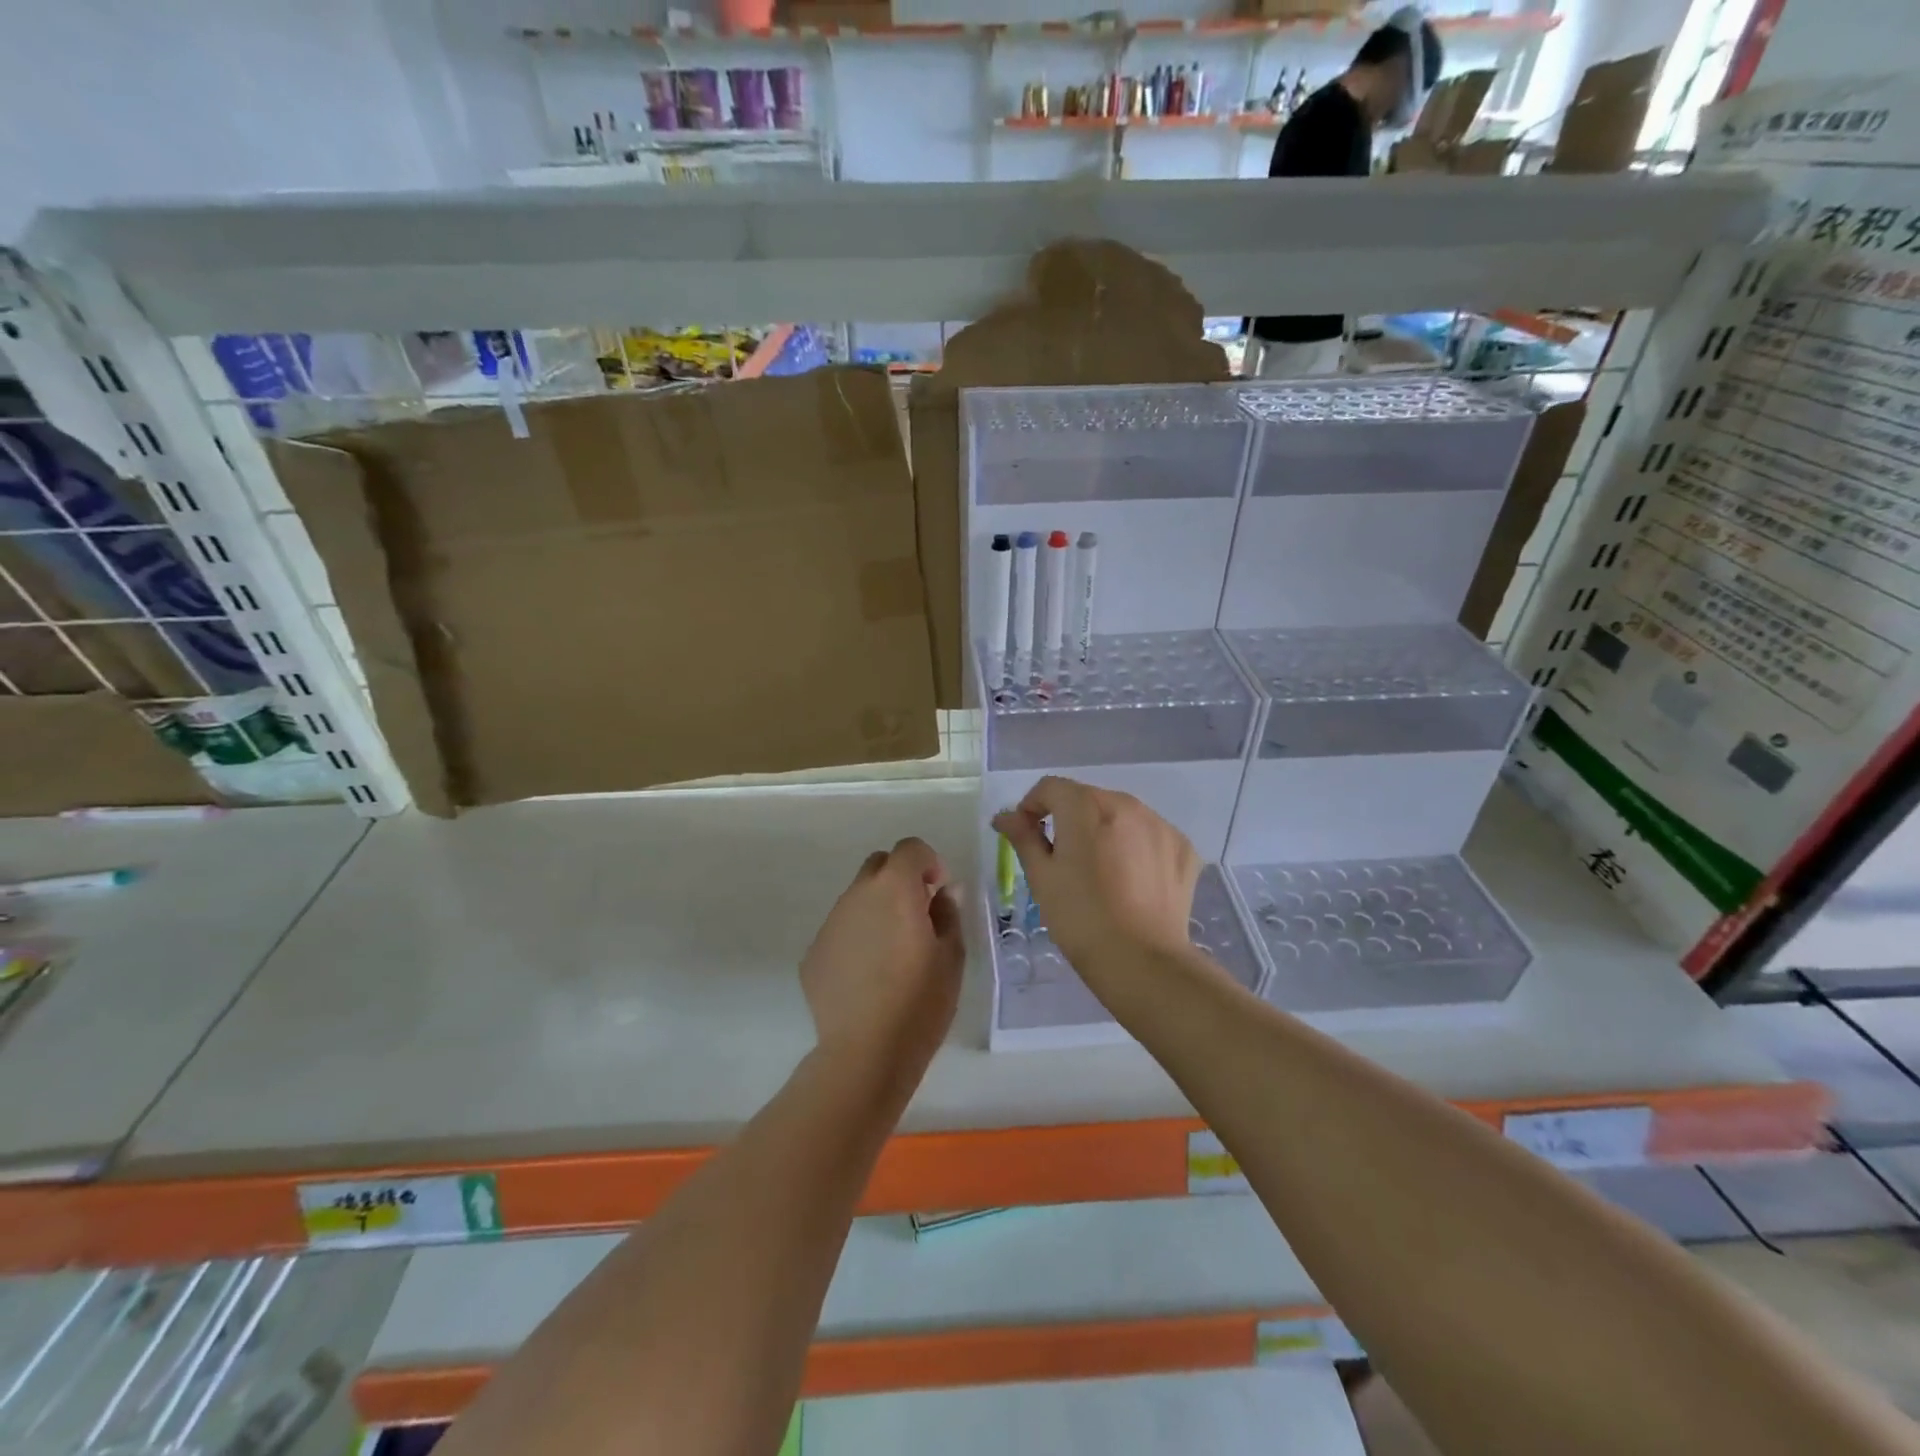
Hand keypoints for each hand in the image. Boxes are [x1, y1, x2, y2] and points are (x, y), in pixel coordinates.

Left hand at [800, 838, 963, 1072]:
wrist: (866, 1052)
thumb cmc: (920, 1001)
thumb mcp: (951, 956)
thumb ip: (948, 913)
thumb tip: (945, 891)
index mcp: (895, 889)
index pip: (909, 849)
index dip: (928, 862)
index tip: (938, 891)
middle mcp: (857, 895)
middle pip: (878, 866)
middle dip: (899, 879)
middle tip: (917, 915)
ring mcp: (830, 923)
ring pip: (857, 899)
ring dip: (877, 910)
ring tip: (892, 953)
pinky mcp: (813, 953)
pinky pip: (841, 931)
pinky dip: (857, 939)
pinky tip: (868, 977)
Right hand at [993, 776, 1198, 966]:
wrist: (1142, 961)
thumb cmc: (1080, 918)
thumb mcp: (1042, 877)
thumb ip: (1023, 837)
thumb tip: (1006, 816)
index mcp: (1086, 807)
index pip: (1050, 787)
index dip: (1032, 806)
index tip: (1028, 834)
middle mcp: (1127, 805)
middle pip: (1088, 798)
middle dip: (1070, 819)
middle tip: (1062, 858)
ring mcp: (1160, 825)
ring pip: (1122, 815)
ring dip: (1105, 831)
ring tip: (1100, 871)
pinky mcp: (1183, 848)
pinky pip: (1150, 835)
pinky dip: (1136, 847)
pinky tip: (1131, 880)